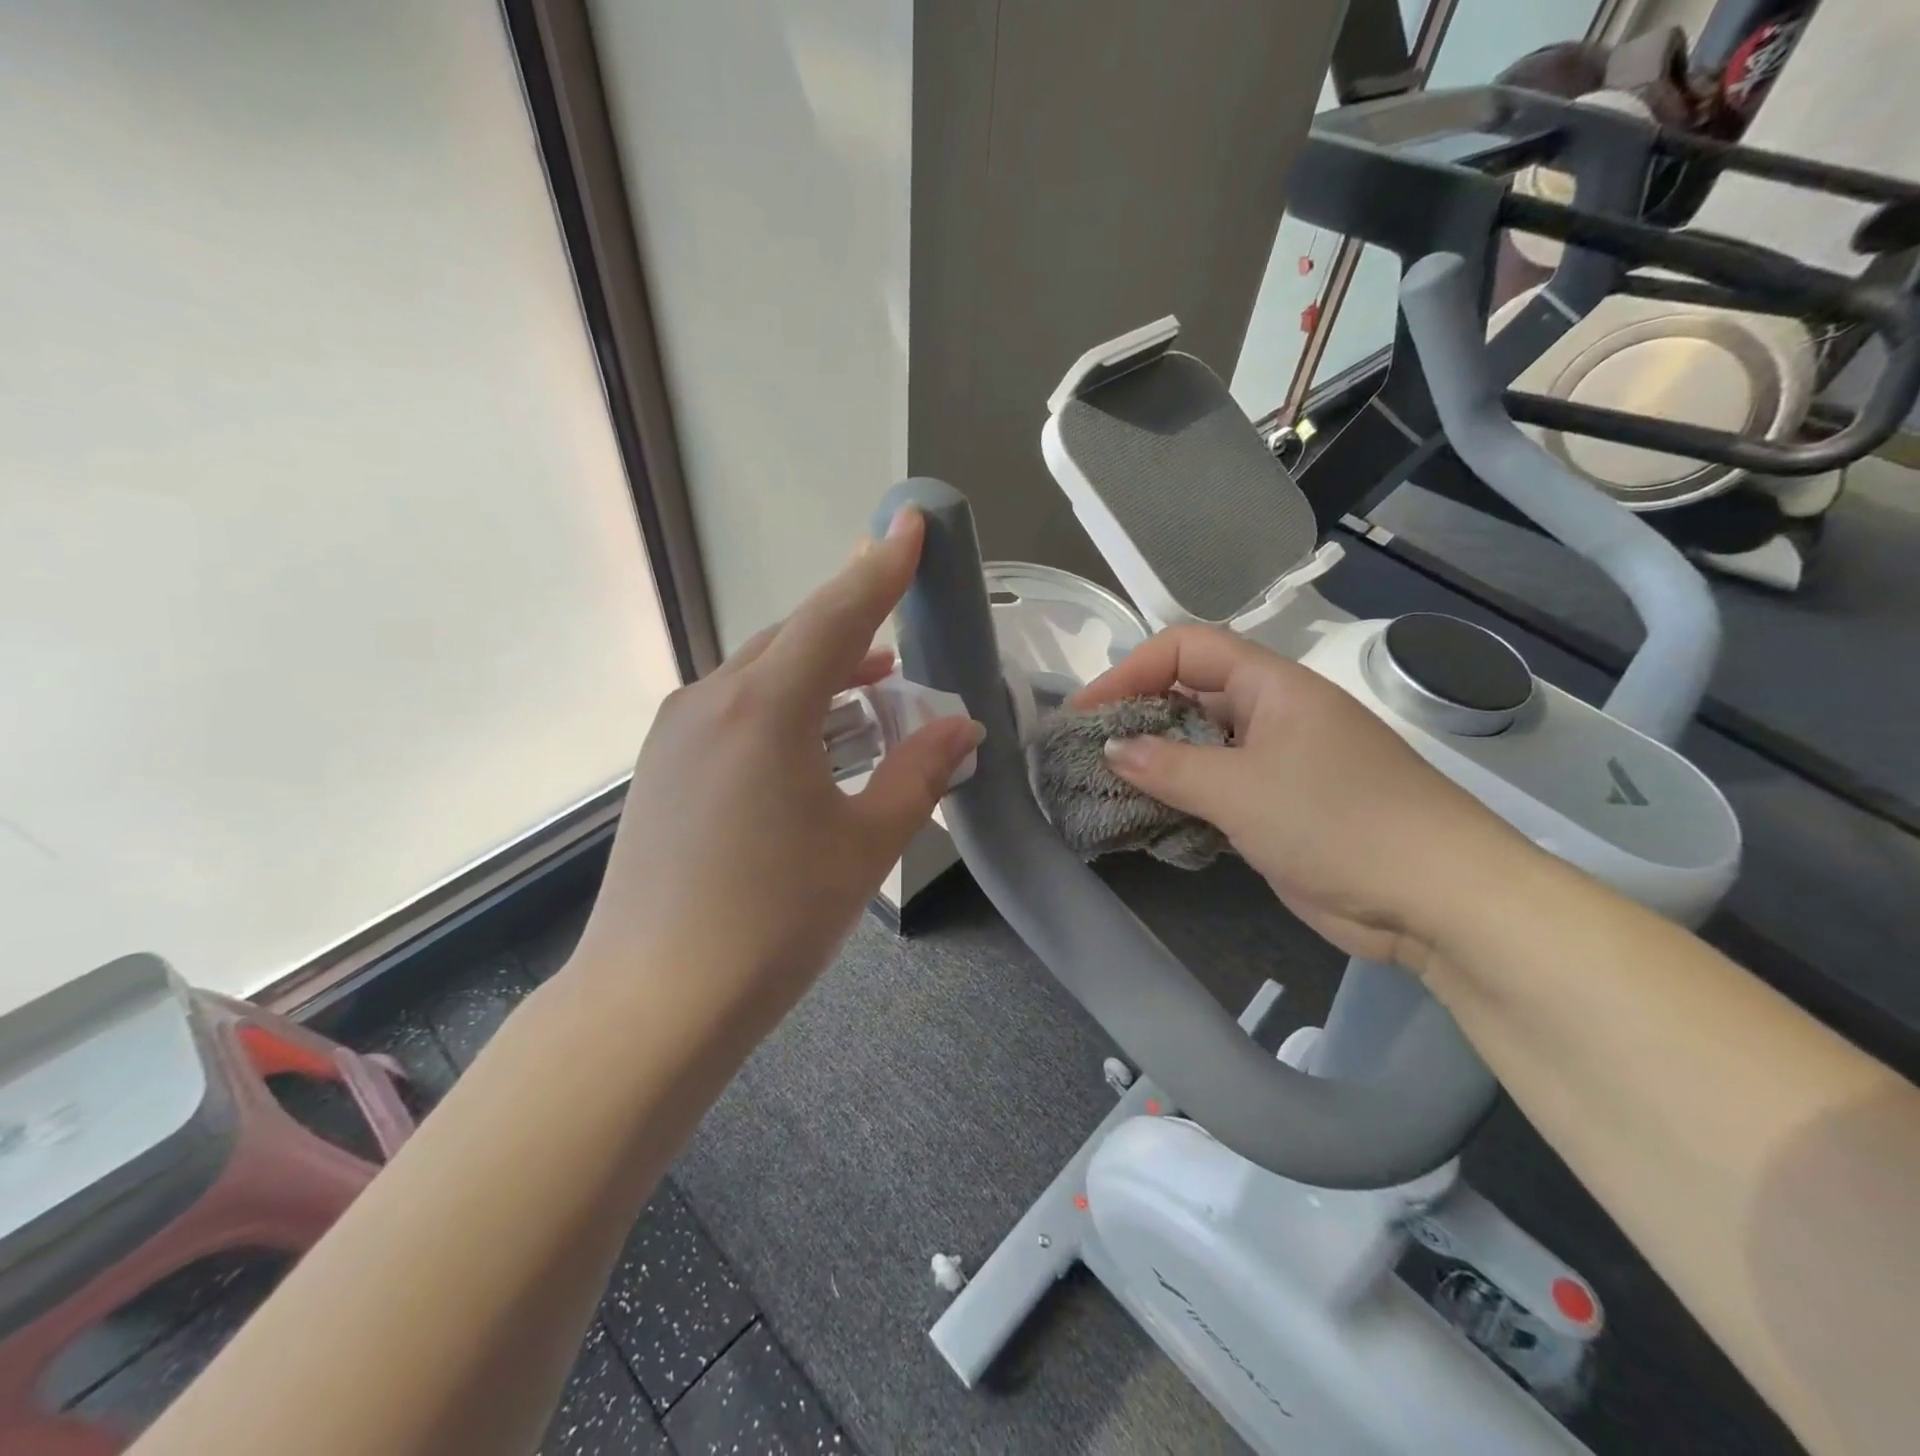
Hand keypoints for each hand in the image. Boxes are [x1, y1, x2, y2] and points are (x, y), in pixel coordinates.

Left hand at [574, 509, 982, 1024]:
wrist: (655, 1001)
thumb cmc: (774, 920)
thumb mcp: (865, 844)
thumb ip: (918, 772)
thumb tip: (960, 726)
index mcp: (765, 707)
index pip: (837, 615)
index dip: (881, 568)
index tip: (910, 523)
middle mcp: (712, 701)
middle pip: (796, 638)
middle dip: (855, 623)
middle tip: (903, 618)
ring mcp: (678, 732)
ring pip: (763, 674)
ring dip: (822, 672)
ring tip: (874, 687)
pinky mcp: (664, 766)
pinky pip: (736, 708)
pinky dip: (785, 705)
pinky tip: (812, 737)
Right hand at [1073, 625, 1528, 971]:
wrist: (1436, 898)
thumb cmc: (1338, 821)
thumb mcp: (1241, 790)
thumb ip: (1168, 766)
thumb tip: (1113, 747)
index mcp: (1272, 686)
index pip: (1187, 648)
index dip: (1131, 669)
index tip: (1087, 711)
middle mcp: (1272, 714)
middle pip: (1189, 694)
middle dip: (1136, 716)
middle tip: (1087, 750)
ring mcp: (1277, 763)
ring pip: (1200, 747)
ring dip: (1154, 762)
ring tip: (1103, 785)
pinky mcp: (1277, 809)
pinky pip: (1215, 790)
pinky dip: (1180, 799)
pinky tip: (1147, 818)